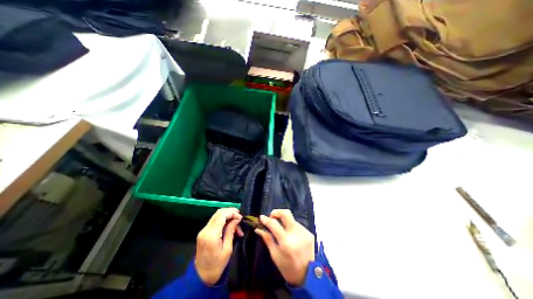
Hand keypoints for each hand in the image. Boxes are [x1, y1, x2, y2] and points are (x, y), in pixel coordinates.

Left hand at [196, 208, 244, 283]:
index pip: (222, 215)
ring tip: (237, 224)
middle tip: (239, 217)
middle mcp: (205, 230)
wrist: (202, 277)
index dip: (232, 213)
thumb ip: (231, 231)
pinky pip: (215, 221)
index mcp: (211, 235)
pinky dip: (223, 221)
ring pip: (217, 216)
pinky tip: (230, 226)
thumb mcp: (227, 249)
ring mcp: (203, 231)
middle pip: (219, 213)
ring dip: (228, 216)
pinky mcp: (204, 232)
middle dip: (230, 212)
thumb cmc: (217, 265)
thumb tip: (237, 219)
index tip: (240, 218)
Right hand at [255, 209, 312, 285]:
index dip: (266, 219)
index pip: (274, 223)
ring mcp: (304, 231)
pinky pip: (297, 225)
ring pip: (291, 219)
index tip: (261, 217)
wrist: (309, 276)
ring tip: (281, 228)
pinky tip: (290, 235)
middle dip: (277, 212)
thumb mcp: (275, 255)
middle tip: (272, 216)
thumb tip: (258, 229)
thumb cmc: (288, 268)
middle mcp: (295, 233)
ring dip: (284, 221)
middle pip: (286, 213)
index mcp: (285, 241)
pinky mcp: (309, 232)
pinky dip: (291, 227)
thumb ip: (267, 239)